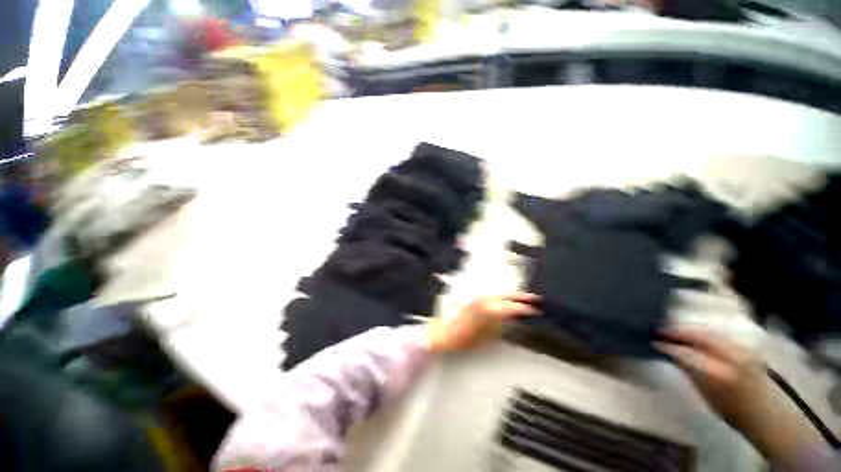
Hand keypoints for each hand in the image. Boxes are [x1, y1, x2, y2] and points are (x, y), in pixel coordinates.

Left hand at [425, 292, 539, 351]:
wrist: (445, 333)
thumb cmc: (464, 339)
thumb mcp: (486, 338)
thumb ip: (500, 326)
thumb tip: (511, 320)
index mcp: (487, 309)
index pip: (509, 307)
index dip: (523, 308)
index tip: (534, 310)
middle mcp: (483, 300)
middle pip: (505, 295)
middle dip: (520, 296)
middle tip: (535, 298)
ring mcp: (478, 298)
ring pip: (499, 293)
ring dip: (512, 295)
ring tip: (524, 297)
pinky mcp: (474, 300)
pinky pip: (492, 296)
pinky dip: (502, 296)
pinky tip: (507, 300)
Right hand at [658, 329, 823, 463]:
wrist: (767, 415)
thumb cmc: (732, 411)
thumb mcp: (706, 395)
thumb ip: (689, 371)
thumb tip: (670, 353)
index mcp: (718, 373)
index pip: (686, 352)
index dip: (668, 345)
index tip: (654, 340)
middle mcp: (731, 356)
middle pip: (699, 335)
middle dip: (678, 330)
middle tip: (661, 328)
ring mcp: (743, 349)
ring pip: (710, 331)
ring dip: (691, 329)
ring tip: (676, 329)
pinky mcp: (748, 347)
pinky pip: (721, 333)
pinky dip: (706, 332)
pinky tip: (697, 334)